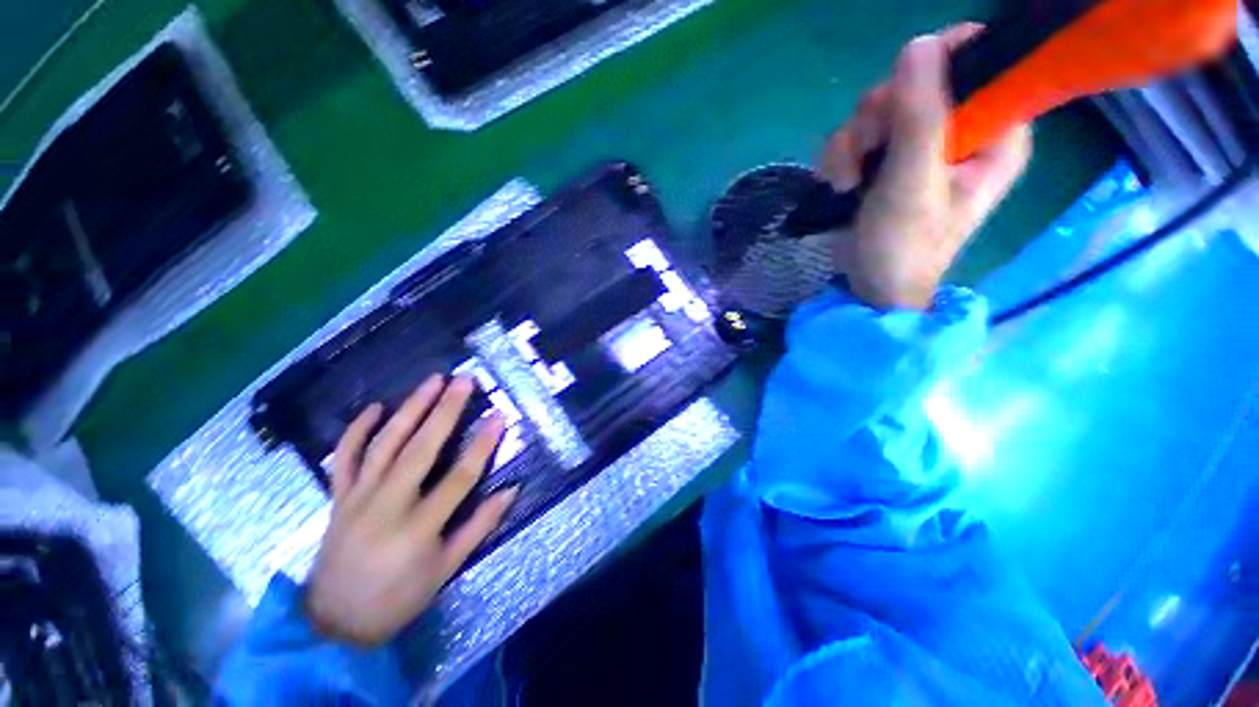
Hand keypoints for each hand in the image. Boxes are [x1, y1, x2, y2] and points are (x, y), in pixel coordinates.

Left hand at [304, 375, 517, 646]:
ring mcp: (358, 498)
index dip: (483, 444)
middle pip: (420, 449)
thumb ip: (479, 526)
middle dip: (445, 411)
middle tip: (464, 381)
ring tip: (432, 381)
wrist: (334, 622)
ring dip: (410, 409)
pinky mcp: (338, 497)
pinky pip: (345, 458)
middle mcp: (387, 506)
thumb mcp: (446, 569)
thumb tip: (511, 490)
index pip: (459, 477)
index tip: (499, 416)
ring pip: (385, 444)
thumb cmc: (398, 598)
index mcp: (418, 528)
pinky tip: (374, 407)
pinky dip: (357, 430)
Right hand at [822, 25, 1032, 309]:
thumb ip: (920, 118)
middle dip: (881, 116)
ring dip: (853, 142)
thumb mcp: (914, 185)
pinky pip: (857, 133)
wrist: (871, 287)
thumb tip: (917, 44)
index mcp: (993, 133)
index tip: (904, 93)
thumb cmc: (904, 247)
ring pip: (879, 108)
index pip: (980, 64)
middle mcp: (960, 130)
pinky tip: (840, 184)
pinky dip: (841, 157)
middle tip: (869, 151)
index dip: (940, 65)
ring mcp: (918, 145)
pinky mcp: (885, 159)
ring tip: (848, 180)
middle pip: (916, 81)